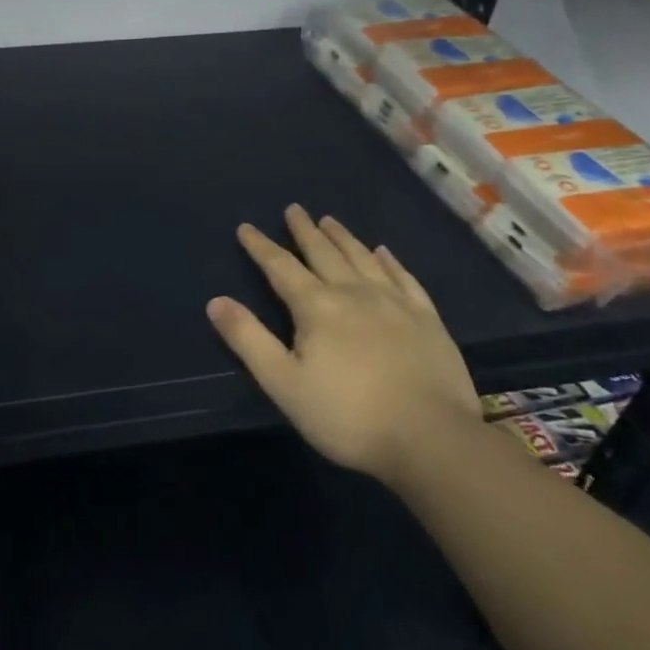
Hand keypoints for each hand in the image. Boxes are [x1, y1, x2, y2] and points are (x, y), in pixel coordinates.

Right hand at [208, 206, 477, 485]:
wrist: (433, 440)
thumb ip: (248, 340)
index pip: (281, 267)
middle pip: (323, 253)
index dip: (261, 246)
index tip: (246, 227)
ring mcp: (395, 303)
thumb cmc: (349, 416)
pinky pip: (404, 278)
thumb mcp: (284, 383)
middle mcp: (354, 293)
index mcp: (317, 307)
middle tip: (294, 208)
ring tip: (329, 220)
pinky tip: (384, 252)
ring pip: (362, 258)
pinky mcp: (428, 320)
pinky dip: (390, 261)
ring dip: (343, 237)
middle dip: (304, 230)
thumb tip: (216, 301)